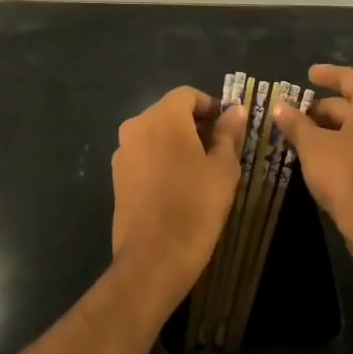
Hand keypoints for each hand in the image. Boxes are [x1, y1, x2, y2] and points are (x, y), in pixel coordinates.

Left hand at [111, 86, 246, 306]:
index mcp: (163, 118)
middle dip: (195, 124)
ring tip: (201, 170)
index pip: (188, 95)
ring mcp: (122, 152)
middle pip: (169, 112)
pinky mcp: (117, 176)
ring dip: (178, 142)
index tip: (229, 128)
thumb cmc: (196, 208)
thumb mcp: (223, 169)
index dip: (211, 106)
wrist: (154, 258)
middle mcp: (136, 127)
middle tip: (220, 150)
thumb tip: (236, 110)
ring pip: (155, 134)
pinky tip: (179, 186)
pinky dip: (162, 159)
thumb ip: (229, 133)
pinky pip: (144, 155)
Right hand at [273, 65, 352, 280]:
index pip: (348, 78)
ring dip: (328, 127)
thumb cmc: (346, 174)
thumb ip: (296, 123)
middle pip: (351, 102)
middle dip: (321, 107)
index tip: (308, 74)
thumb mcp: (313, 146)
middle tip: (293, 113)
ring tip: (298, 134)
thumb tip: (280, 107)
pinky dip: (340, 142)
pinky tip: (316, 153)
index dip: (326, 74)